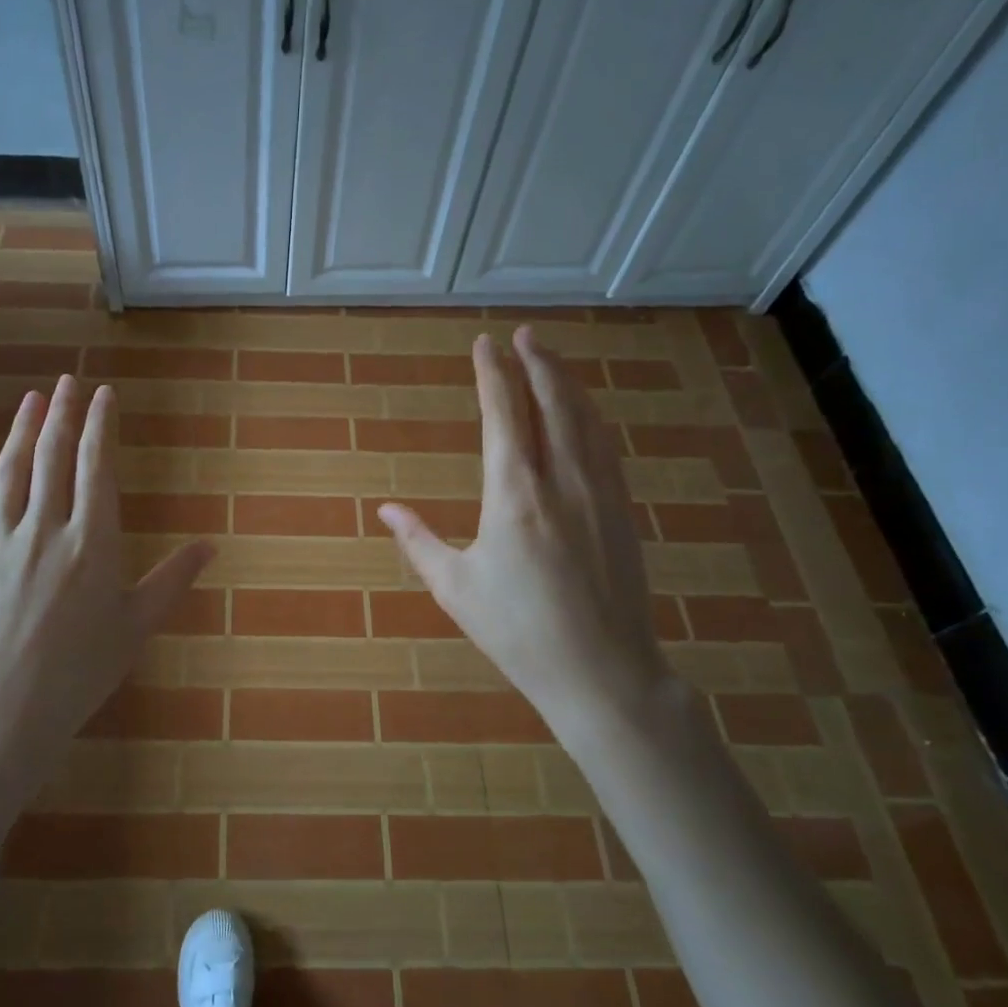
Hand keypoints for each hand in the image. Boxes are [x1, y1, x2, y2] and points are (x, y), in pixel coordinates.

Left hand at [0, 375, 212, 856]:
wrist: (5, 712)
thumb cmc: (81, 672)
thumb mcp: (136, 627)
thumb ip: (172, 580)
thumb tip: (209, 545)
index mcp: (92, 543)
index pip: (95, 467)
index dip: (100, 426)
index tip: (104, 394)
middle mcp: (45, 530)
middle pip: (52, 457)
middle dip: (62, 414)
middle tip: (68, 381)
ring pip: (10, 470)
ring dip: (21, 429)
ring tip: (32, 398)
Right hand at [378, 326, 676, 740]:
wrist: (603, 672)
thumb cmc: (518, 632)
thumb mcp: (455, 588)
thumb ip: (418, 541)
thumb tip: (385, 510)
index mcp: (514, 495)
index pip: (503, 415)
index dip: (493, 375)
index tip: (485, 345)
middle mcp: (562, 480)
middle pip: (552, 403)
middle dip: (536, 363)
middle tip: (523, 334)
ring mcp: (600, 493)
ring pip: (585, 419)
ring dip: (566, 383)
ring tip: (551, 359)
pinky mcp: (622, 510)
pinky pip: (605, 447)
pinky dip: (590, 417)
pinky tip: (585, 414)